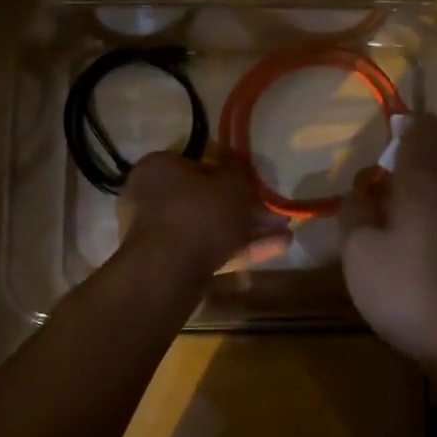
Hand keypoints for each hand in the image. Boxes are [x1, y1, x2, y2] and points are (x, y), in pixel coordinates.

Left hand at [119, 152, 286, 275]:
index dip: (230, 175)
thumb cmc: (198, 214)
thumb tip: (237, 167)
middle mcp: (151, 197)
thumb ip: (239, 174)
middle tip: (274, 215)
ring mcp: (158, 233)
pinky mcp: (168, 263)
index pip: (199, 165)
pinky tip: (273, 250)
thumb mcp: (232, 185)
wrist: (168, 272)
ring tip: (285, 234)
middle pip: (206, 200)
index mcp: (159, 168)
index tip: (254, 186)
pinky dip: (237, 249)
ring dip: (247, 231)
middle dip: (244, 208)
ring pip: (210, 228)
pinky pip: (207, 250)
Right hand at [339, 116, 436, 368]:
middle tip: (377, 150)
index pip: (421, 136)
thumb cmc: (403, 286)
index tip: (396, 114)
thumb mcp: (359, 248)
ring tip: (374, 188)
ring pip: (428, 189)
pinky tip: (390, 227)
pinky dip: (410, 209)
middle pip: (428, 161)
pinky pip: (430, 214)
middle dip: (406, 151)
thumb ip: (355, 212)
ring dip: (404, 183)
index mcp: (420, 185)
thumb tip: (361, 191)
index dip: (410, 122)